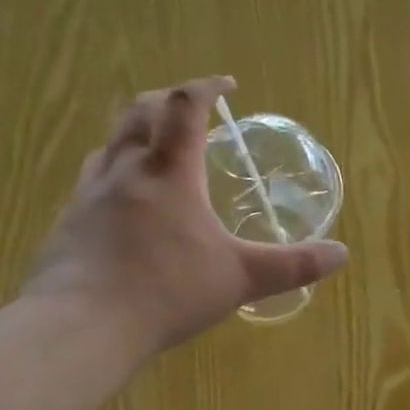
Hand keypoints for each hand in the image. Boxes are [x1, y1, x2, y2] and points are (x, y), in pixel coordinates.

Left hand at [22, 75, 347, 354]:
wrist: (82, 325)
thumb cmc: (167, 291)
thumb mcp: (241, 278)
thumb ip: (292, 265)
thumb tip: (340, 254)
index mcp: (170, 171)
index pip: (185, 106)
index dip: (207, 87)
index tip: (228, 85)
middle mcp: (126, 169)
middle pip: (141, 111)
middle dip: (168, 100)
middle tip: (191, 110)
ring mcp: (90, 193)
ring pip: (111, 142)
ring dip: (137, 132)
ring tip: (158, 150)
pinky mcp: (69, 220)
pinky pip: (94, 178)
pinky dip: (116, 171)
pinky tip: (125, 203)